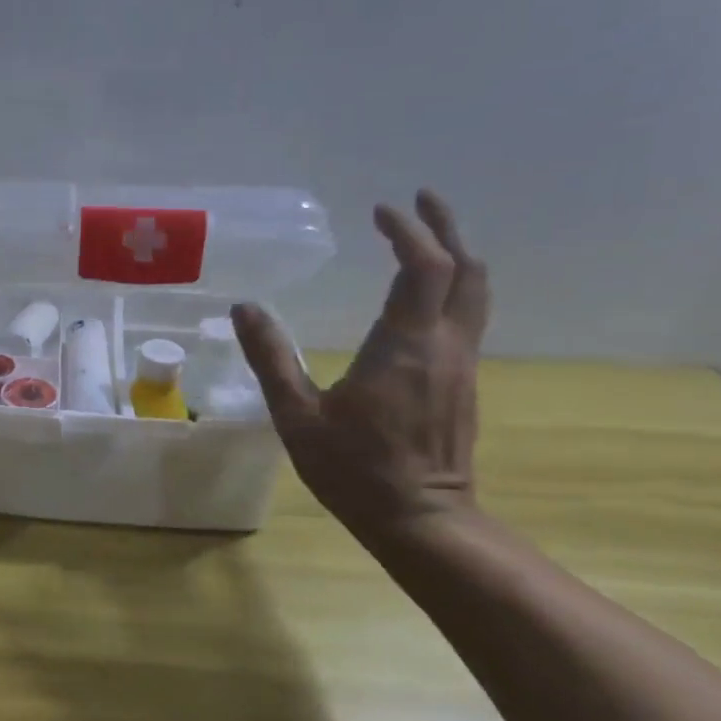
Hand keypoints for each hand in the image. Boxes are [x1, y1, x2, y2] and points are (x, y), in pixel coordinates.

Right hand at [232, 190, 488, 540]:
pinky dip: (453, 286)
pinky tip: (426, 293)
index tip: (382, 210)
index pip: (423, 268)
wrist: (420, 519)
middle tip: (421, 200)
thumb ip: (271, 358)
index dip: (408, 232)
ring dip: (457, 255)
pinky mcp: (462, 382)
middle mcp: (442, 346)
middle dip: (446, 229)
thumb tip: (245, 308)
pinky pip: (467, 317)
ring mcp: (460, 364)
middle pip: (466, 270)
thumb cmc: (353, 468)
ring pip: (475, 293)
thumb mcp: (296, 415)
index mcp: (404, 346)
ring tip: (429, 235)